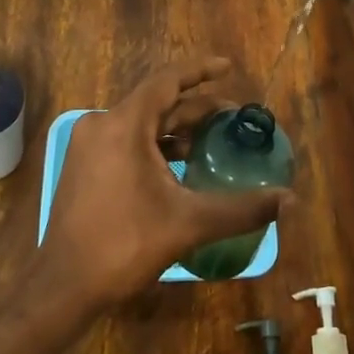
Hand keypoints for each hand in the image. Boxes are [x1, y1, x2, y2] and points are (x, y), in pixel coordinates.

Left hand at [40, 57, 288, 309]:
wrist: (64, 286)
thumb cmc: (125, 245)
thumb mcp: (188, 224)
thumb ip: (240, 208)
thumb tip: (289, 200)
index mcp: (124, 124)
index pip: (167, 81)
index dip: (200, 70)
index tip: (228, 67)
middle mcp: (102, 124)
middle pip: (156, 102)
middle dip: (195, 106)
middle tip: (232, 114)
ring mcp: (89, 145)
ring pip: (141, 123)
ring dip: (176, 127)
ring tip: (212, 138)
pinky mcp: (85, 165)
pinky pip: (127, 140)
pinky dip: (155, 144)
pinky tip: (179, 164)